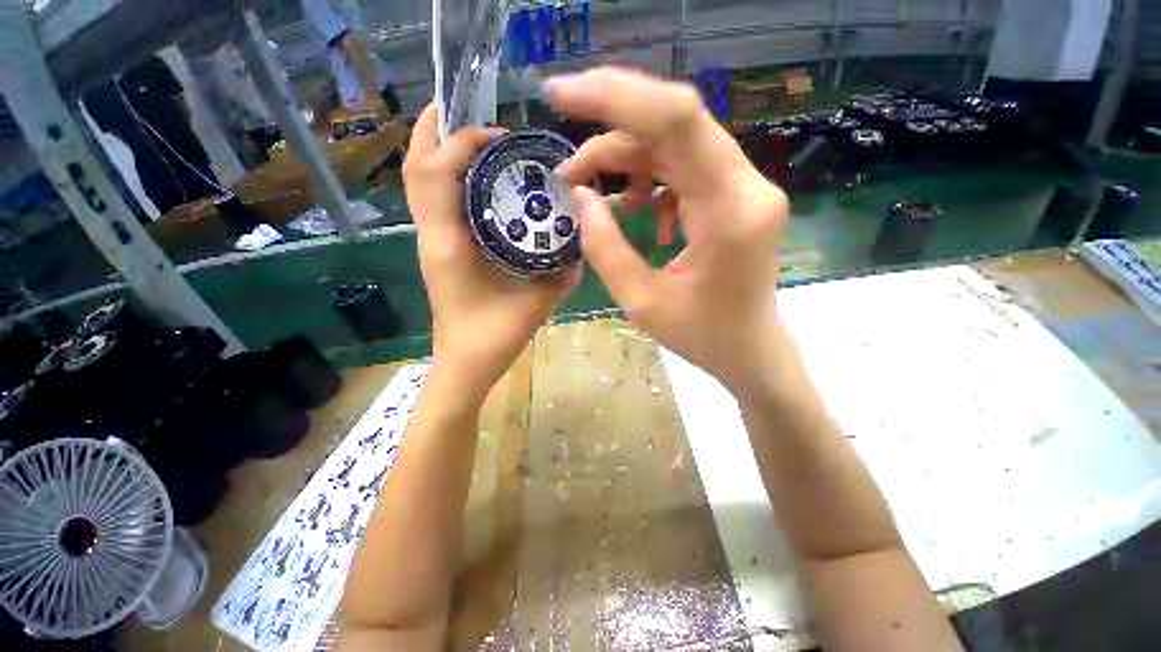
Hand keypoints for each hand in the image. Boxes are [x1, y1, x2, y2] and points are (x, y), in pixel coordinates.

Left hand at [404, 104, 578, 399]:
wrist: (465, 365)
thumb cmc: (493, 338)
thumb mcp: (536, 305)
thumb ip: (562, 276)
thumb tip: (582, 248)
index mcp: (449, 245)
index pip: (437, 174)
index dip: (462, 142)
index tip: (499, 135)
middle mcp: (432, 237)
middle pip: (416, 169)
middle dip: (433, 131)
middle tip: (460, 107)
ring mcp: (432, 243)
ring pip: (420, 184)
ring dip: (437, 152)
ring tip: (469, 135)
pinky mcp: (439, 252)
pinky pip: (434, 203)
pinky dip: (447, 178)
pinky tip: (476, 179)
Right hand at [550, 68, 788, 392]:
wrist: (750, 349)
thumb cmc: (702, 336)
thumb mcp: (642, 300)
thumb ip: (605, 247)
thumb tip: (581, 197)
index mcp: (730, 210)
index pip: (677, 121)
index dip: (617, 96)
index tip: (562, 95)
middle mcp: (746, 184)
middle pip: (674, 126)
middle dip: (611, 131)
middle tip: (568, 164)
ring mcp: (743, 187)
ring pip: (676, 145)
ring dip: (627, 160)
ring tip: (593, 193)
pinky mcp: (734, 196)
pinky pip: (685, 168)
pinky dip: (650, 179)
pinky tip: (636, 209)